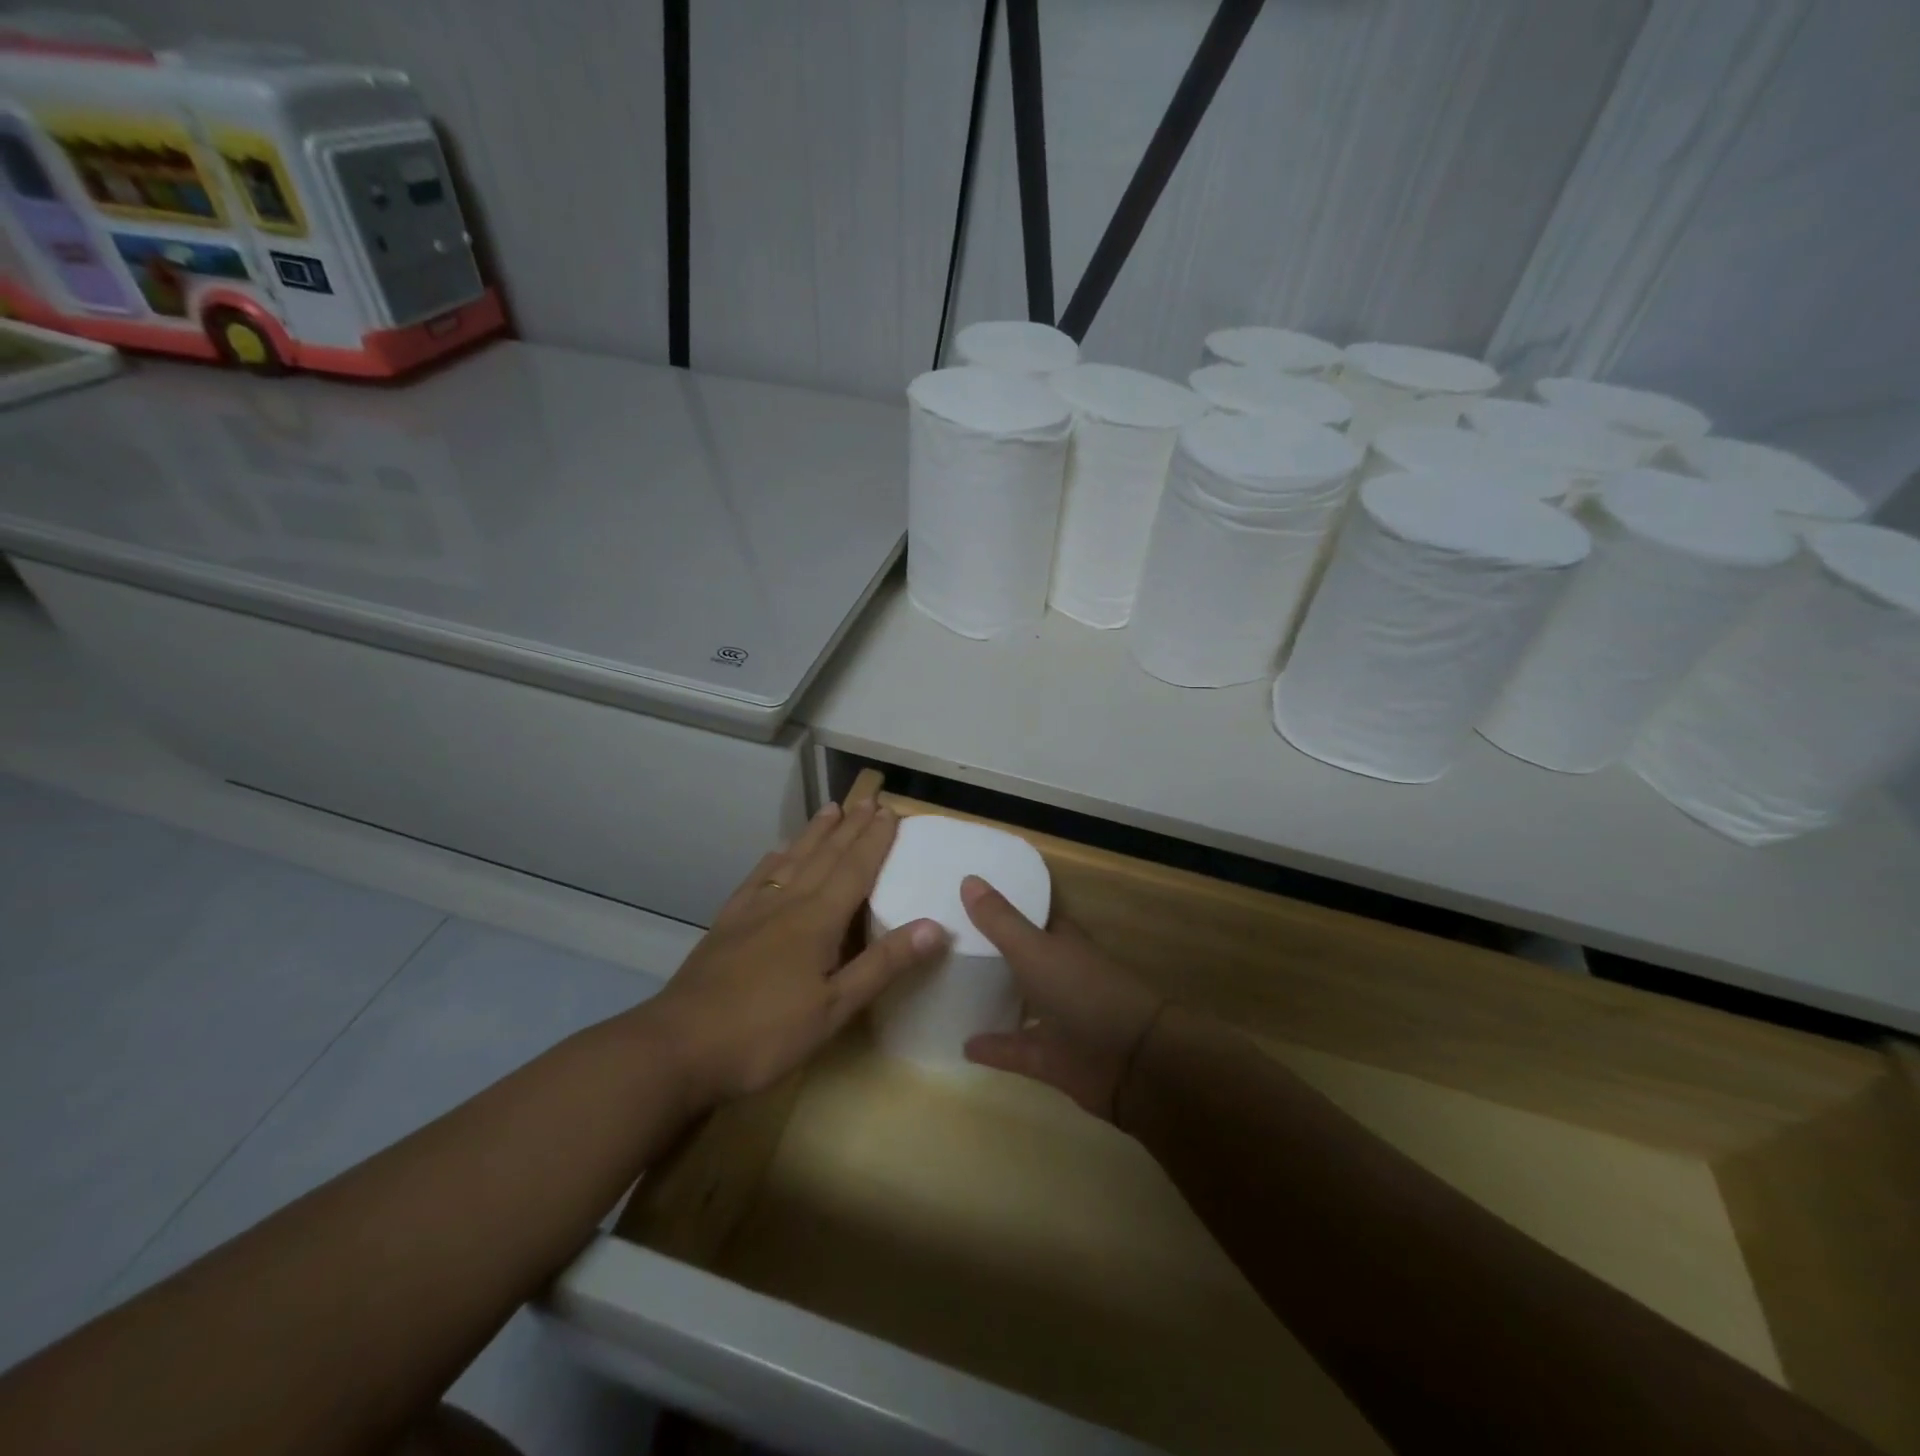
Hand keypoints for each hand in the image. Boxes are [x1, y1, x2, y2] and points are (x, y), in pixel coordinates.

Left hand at [648, 794, 946, 1109]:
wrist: (678, 1047)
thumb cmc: (765, 1033)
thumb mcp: (834, 1009)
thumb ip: (883, 965)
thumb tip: (935, 926)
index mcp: (818, 920)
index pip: (855, 869)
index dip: (875, 840)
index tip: (890, 812)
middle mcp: (787, 903)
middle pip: (825, 856)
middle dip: (850, 828)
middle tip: (868, 801)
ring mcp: (752, 911)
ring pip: (792, 860)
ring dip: (814, 834)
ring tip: (830, 809)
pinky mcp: (726, 925)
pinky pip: (756, 880)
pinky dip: (772, 861)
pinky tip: (776, 853)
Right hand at [960, 875, 1163, 1118]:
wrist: (1133, 1061)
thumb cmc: (1084, 992)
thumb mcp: (1035, 950)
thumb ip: (1001, 921)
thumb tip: (968, 878)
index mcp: (1061, 942)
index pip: (1030, 916)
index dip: (1002, 908)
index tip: (964, 899)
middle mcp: (1059, 975)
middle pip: (1021, 959)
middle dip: (991, 952)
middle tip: (948, 943)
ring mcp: (1058, 1018)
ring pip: (1020, 1002)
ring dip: (992, 998)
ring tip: (950, 991)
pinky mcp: (1052, 1056)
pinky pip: (1015, 1048)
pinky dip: (993, 1047)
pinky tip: (963, 1045)